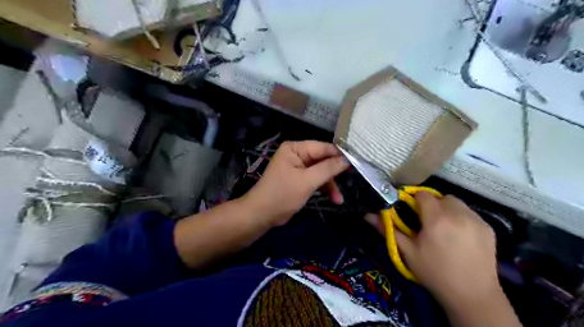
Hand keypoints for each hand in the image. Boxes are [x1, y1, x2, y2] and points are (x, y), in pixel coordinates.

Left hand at [244, 141, 347, 227]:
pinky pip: (316, 179)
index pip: (323, 147)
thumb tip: (347, 159)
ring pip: (321, 171)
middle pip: (323, 159)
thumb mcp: (307, 181)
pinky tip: (334, 199)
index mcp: (295, 148)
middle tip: (352, 180)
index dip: (339, 155)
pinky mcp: (299, 179)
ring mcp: (298, 167)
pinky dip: (324, 188)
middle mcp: (297, 154)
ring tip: (339, 199)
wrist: (262, 214)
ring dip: (330, 184)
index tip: (357, 163)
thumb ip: (328, 168)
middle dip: (335, 173)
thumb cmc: (283, 194)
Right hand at [364, 193, 495, 304]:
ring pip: (457, 203)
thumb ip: (388, 230)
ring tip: (444, 228)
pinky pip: (470, 213)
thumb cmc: (434, 273)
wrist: (472, 295)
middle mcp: (458, 214)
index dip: (415, 200)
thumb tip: (368, 215)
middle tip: (428, 221)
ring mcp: (476, 220)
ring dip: (447, 209)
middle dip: (432, 204)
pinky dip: (461, 217)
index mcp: (436, 219)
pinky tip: (459, 236)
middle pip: (441, 197)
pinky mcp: (489, 228)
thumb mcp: (407, 252)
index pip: (423, 195)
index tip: (411, 211)